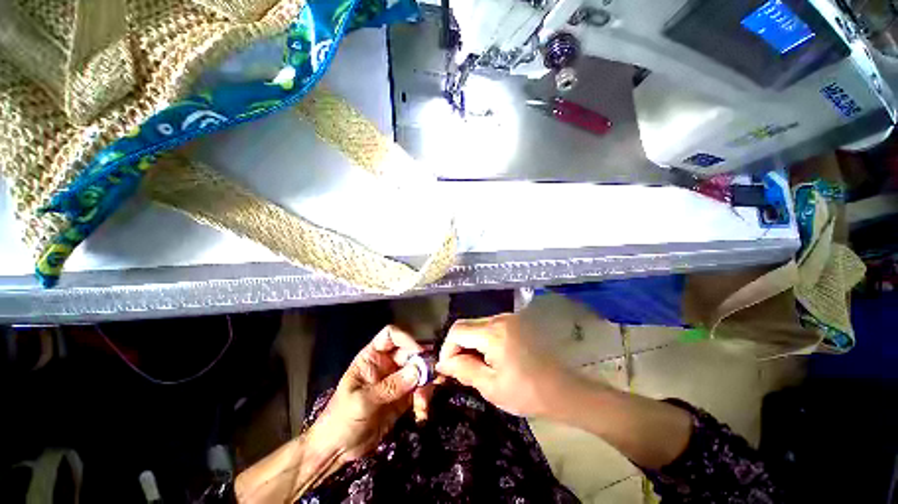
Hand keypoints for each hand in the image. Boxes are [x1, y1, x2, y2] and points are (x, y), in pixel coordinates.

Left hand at [309, 325, 432, 463]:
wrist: (337, 450)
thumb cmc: (340, 420)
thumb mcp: (362, 402)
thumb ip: (390, 386)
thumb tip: (418, 370)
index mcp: (372, 357)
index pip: (391, 336)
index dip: (406, 338)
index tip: (420, 352)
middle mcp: (387, 364)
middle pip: (410, 353)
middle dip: (422, 365)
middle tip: (431, 380)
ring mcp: (397, 380)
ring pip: (419, 371)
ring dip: (426, 385)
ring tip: (423, 404)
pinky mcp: (404, 397)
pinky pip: (420, 390)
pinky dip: (425, 398)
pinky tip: (422, 412)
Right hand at [436, 313, 583, 416]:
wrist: (562, 390)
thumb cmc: (527, 392)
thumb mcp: (491, 386)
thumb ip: (463, 370)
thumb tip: (443, 363)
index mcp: (493, 333)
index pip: (457, 330)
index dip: (447, 349)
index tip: (448, 369)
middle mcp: (500, 318)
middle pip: (466, 325)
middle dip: (457, 346)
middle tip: (460, 369)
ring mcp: (509, 318)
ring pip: (477, 325)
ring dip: (470, 343)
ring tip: (475, 365)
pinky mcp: (516, 322)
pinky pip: (489, 326)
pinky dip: (482, 340)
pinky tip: (488, 357)